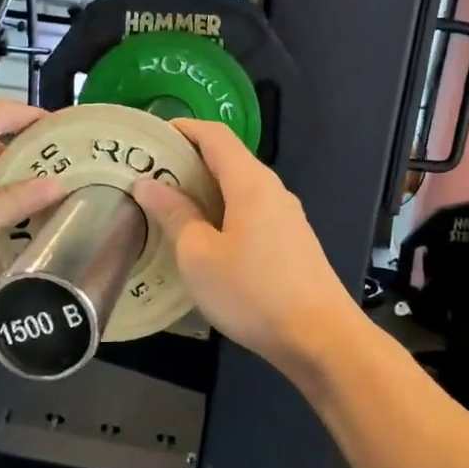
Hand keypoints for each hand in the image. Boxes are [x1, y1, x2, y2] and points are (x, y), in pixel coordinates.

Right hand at [131, 119, 364, 378]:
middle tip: (149, 176)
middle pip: (227, 159)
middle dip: (188, 161)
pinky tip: (203, 238)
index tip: (150, 137)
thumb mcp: (199, 255)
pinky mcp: (291, 241)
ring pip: (239, 188)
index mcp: (250, 182)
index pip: (214, 135)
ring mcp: (286, 216)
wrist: (320, 338)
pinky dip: (222, 212)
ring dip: (204, 190)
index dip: (182, 129)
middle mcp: (272, 190)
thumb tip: (148, 184)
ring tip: (168, 206)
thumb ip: (174, 214)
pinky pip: (251, 212)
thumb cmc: (252, 292)